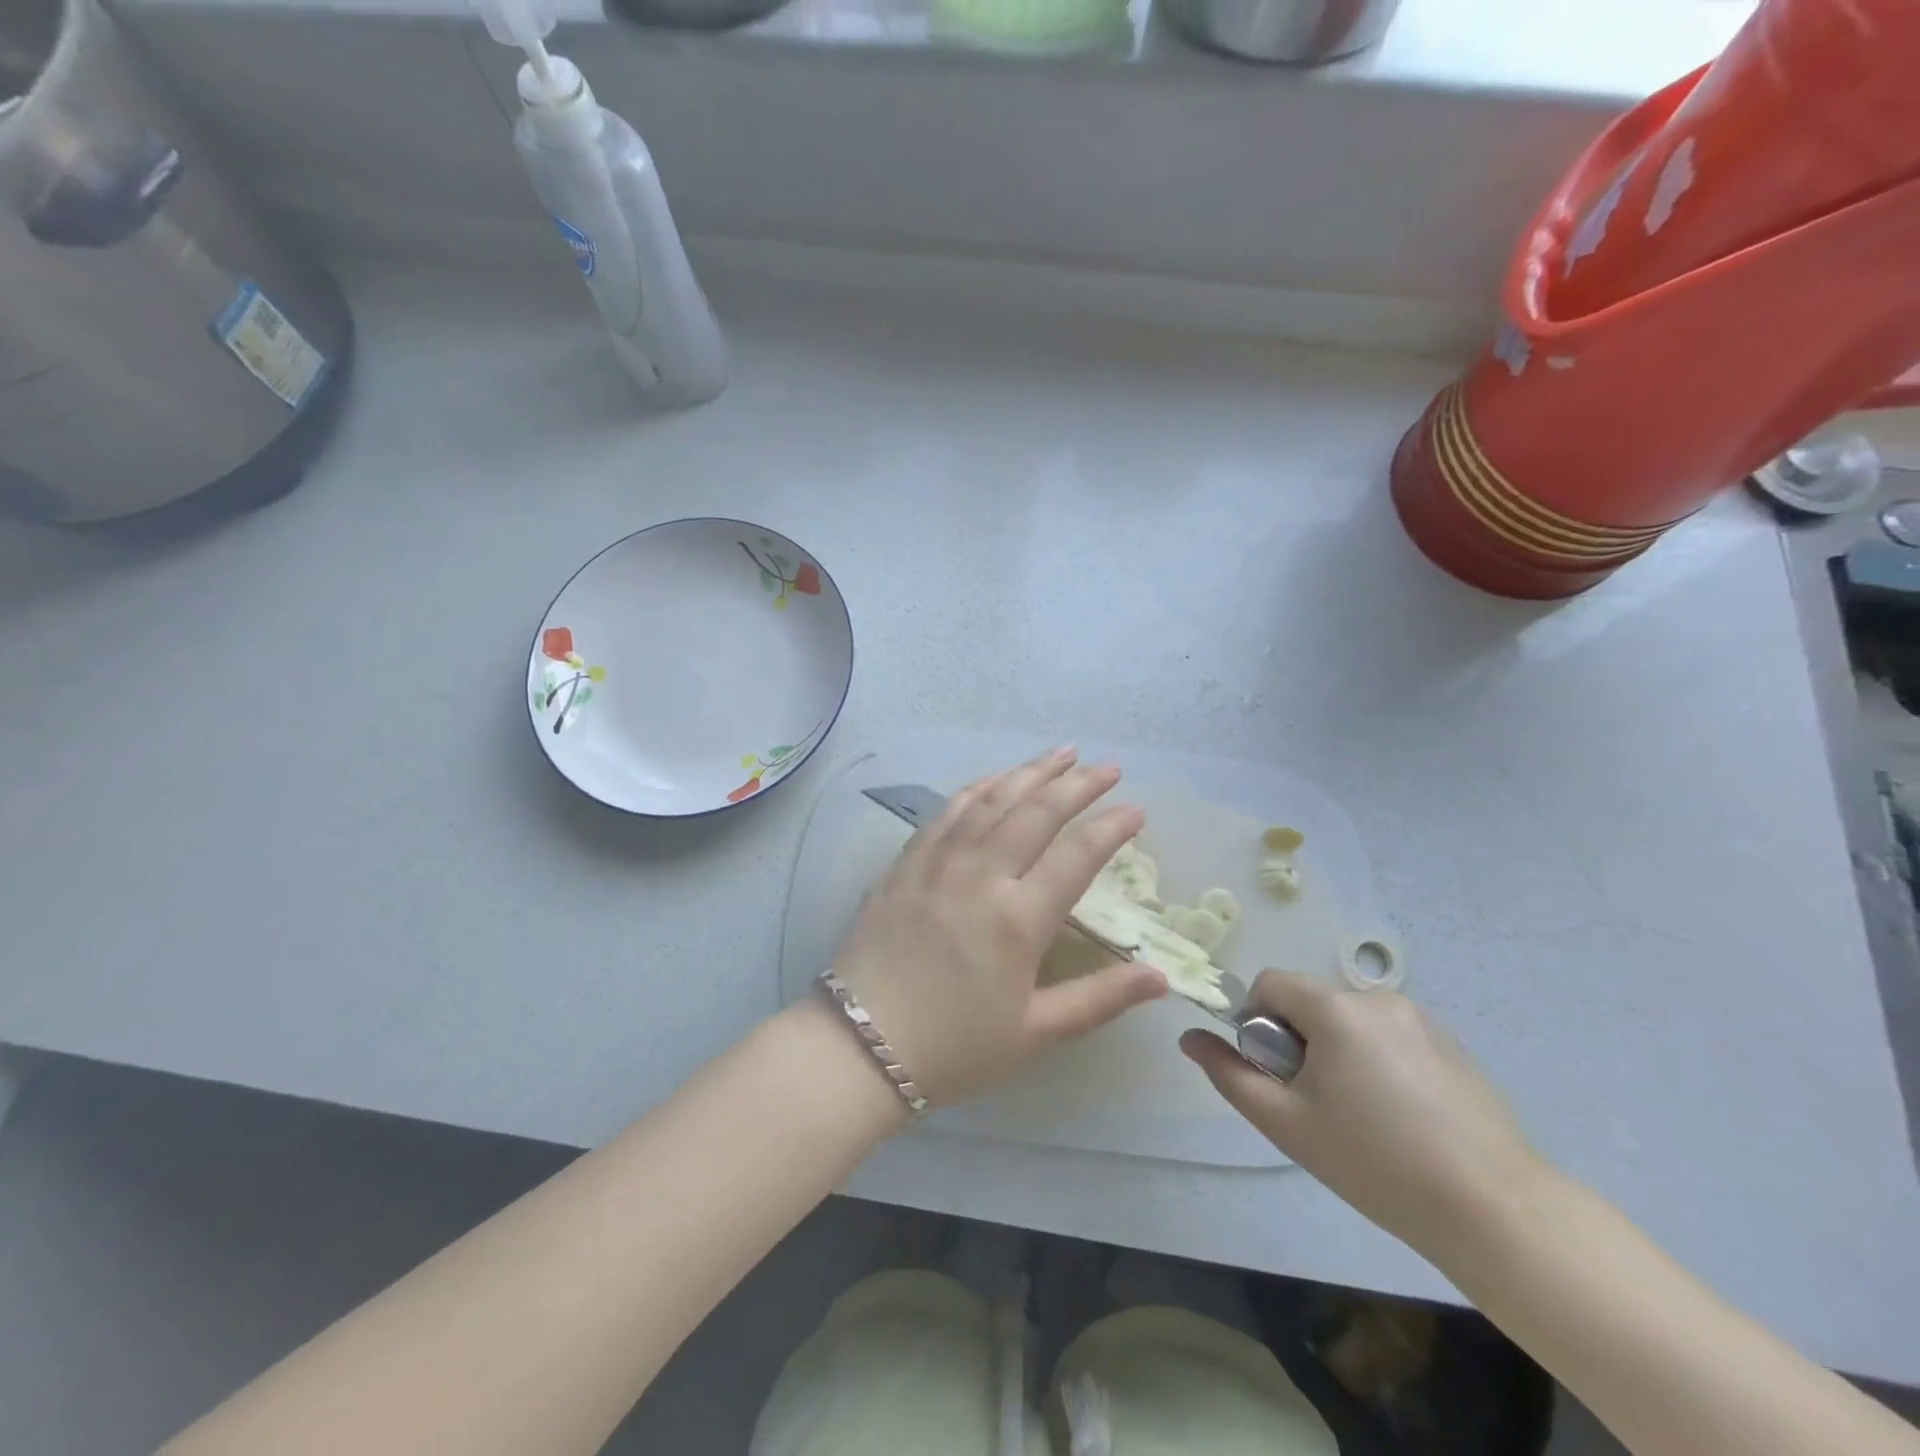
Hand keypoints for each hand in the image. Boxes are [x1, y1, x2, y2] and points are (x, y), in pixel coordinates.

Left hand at [831, 747, 1168, 1105]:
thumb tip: (1161, 978)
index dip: (1111, 827)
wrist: (860, 1046)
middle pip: (1036, 812)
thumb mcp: (1035, 1033)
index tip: (1137, 809)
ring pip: (991, 800)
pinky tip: (995, 779)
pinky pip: (947, 812)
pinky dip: (977, 787)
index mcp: (1018, 920)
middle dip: (1077, 783)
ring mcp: (938, 863)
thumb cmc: (955, 1047)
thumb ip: (1101, 999)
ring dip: (1030, 772)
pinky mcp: (906, 864)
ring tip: (1061, 753)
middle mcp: (980, 876)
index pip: (1077, 855)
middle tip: (1108, 765)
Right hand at [1181, 971, 1548, 1260]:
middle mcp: (1377, 998)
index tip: (1278, 1074)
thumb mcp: (1287, 1123)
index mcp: (1335, 1009)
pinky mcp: (1451, 1044)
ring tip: (1363, 1115)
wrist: (1494, 1210)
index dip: (1258, 1022)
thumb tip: (1189, 1038)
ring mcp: (1421, 1019)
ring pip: (1350, 1020)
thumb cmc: (1375, 1163)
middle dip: (1299, 1041)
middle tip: (1317, 1103)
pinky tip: (1402, 1117)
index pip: (1271, 983)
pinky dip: (1377, 1060)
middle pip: (1311, 1002)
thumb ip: (1229, 1074)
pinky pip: (1389, 1036)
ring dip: (1338, 1050)